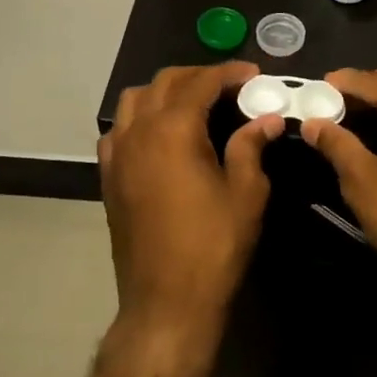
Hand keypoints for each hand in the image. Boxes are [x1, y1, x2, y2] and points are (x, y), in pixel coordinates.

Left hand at [99, 63, 284, 345]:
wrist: (166, 303)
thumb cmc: (213, 246)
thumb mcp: (246, 193)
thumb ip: (251, 146)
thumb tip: (266, 119)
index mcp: (173, 129)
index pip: (201, 83)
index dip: (229, 73)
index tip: (253, 74)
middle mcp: (139, 132)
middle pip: (165, 82)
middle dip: (198, 76)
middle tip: (229, 86)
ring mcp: (118, 154)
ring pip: (135, 100)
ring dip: (165, 91)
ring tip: (194, 103)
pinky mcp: (109, 177)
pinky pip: (119, 130)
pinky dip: (140, 118)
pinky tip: (161, 135)